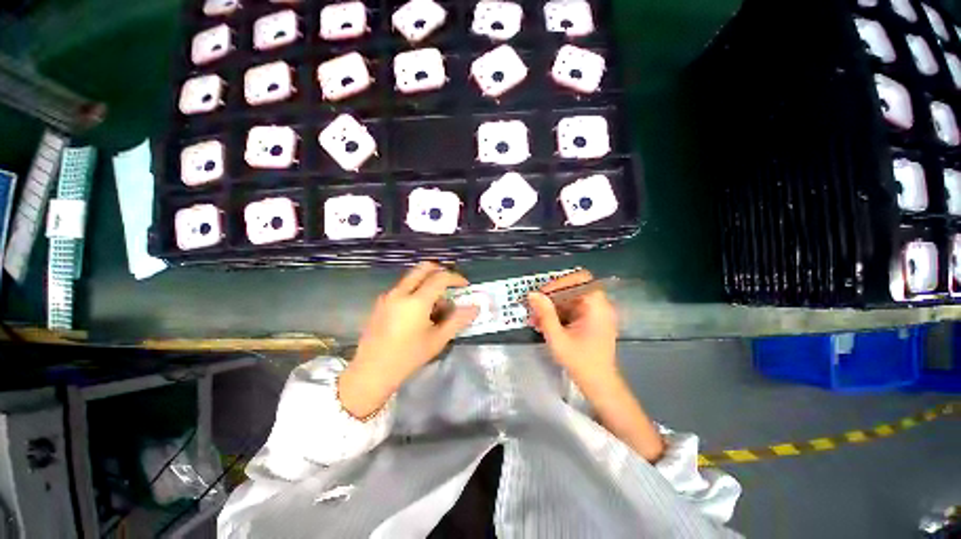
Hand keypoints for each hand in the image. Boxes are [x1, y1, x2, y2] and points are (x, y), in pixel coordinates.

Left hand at [339, 262, 477, 417]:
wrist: (370, 372)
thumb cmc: (407, 357)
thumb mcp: (437, 340)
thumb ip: (457, 320)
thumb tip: (474, 308)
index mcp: (416, 301)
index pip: (440, 278)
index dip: (456, 278)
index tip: (465, 285)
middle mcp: (400, 292)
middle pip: (423, 268)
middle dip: (440, 271)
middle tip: (451, 284)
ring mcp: (388, 296)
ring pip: (412, 277)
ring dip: (428, 282)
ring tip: (437, 304)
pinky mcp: (381, 302)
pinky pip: (403, 287)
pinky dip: (416, 290)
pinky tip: (420, 311)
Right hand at [529, 272, 664, 460]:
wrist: (599, 385)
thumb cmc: (581, 362)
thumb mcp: (558, 338)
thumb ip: (545, 314)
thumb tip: (532, 294)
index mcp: (596, 306)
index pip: (580, 279)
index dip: (560, 282)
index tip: (543, 294)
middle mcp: (599, 306)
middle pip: (573, 289)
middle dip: (551, 297)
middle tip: (534, 307)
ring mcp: (595, 314)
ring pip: (570, 300)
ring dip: (552, 307)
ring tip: (535, 319)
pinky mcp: (590, 321)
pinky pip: (571, 310)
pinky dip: (557, 315)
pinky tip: (543, 325)